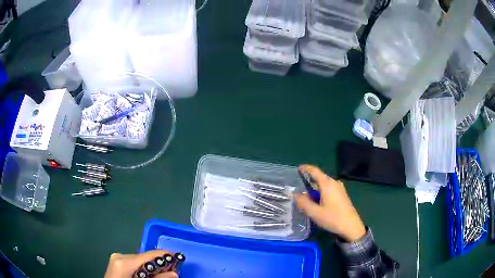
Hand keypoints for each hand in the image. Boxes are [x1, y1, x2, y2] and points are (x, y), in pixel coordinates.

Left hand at [104, 250, 177, 277]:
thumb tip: (175, 273)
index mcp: (123, 261)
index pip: (148, 255)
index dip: (164, 256)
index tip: (178, 260)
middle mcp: (119, 256)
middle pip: (145, 257)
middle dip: (159, 264)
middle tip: (172, 272)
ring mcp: (117, 259)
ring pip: (140, 260)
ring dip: (152, 267)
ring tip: (161, 274)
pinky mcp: (117, 263)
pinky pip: (134, 263)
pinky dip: (144, 269)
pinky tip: (148, 275)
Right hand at [294, 165, 365, 241]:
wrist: (351, 226)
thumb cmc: (333, 218)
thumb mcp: (315, 212)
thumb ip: (303, 202)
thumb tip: (294, 194)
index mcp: (327, 184)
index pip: (314, 171)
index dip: (305, 168)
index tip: (297, 169)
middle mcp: (334, 182)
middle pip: (319, 177)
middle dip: (308, 181)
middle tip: (298, 190)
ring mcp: (339, 188)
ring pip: (323, 184)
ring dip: (314, 189)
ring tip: (306, 198)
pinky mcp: (342, 194)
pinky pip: (328, 189)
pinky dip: (320, 192)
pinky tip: (317, 202)